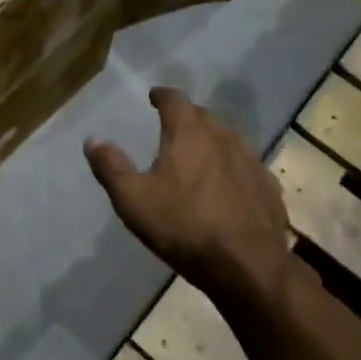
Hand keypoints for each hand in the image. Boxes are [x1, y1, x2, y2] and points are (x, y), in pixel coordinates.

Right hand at [85, 87, 288, 298]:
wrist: (246, 263)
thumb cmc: (183, 225)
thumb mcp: (133, 199)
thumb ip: (111, 167)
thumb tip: (93, 140)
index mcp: (189, 132)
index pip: (175, 100)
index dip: (162, 96)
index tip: (154, 96)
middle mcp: (223, 137)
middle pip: (204, 116)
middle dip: (187, 117)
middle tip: (173, 126)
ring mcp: (251, 161)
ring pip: (229, 140)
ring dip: (212, 141)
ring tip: (200, 153)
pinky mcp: (268, 187)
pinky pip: (247, 167)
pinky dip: (233, 168)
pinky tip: (229, 185)